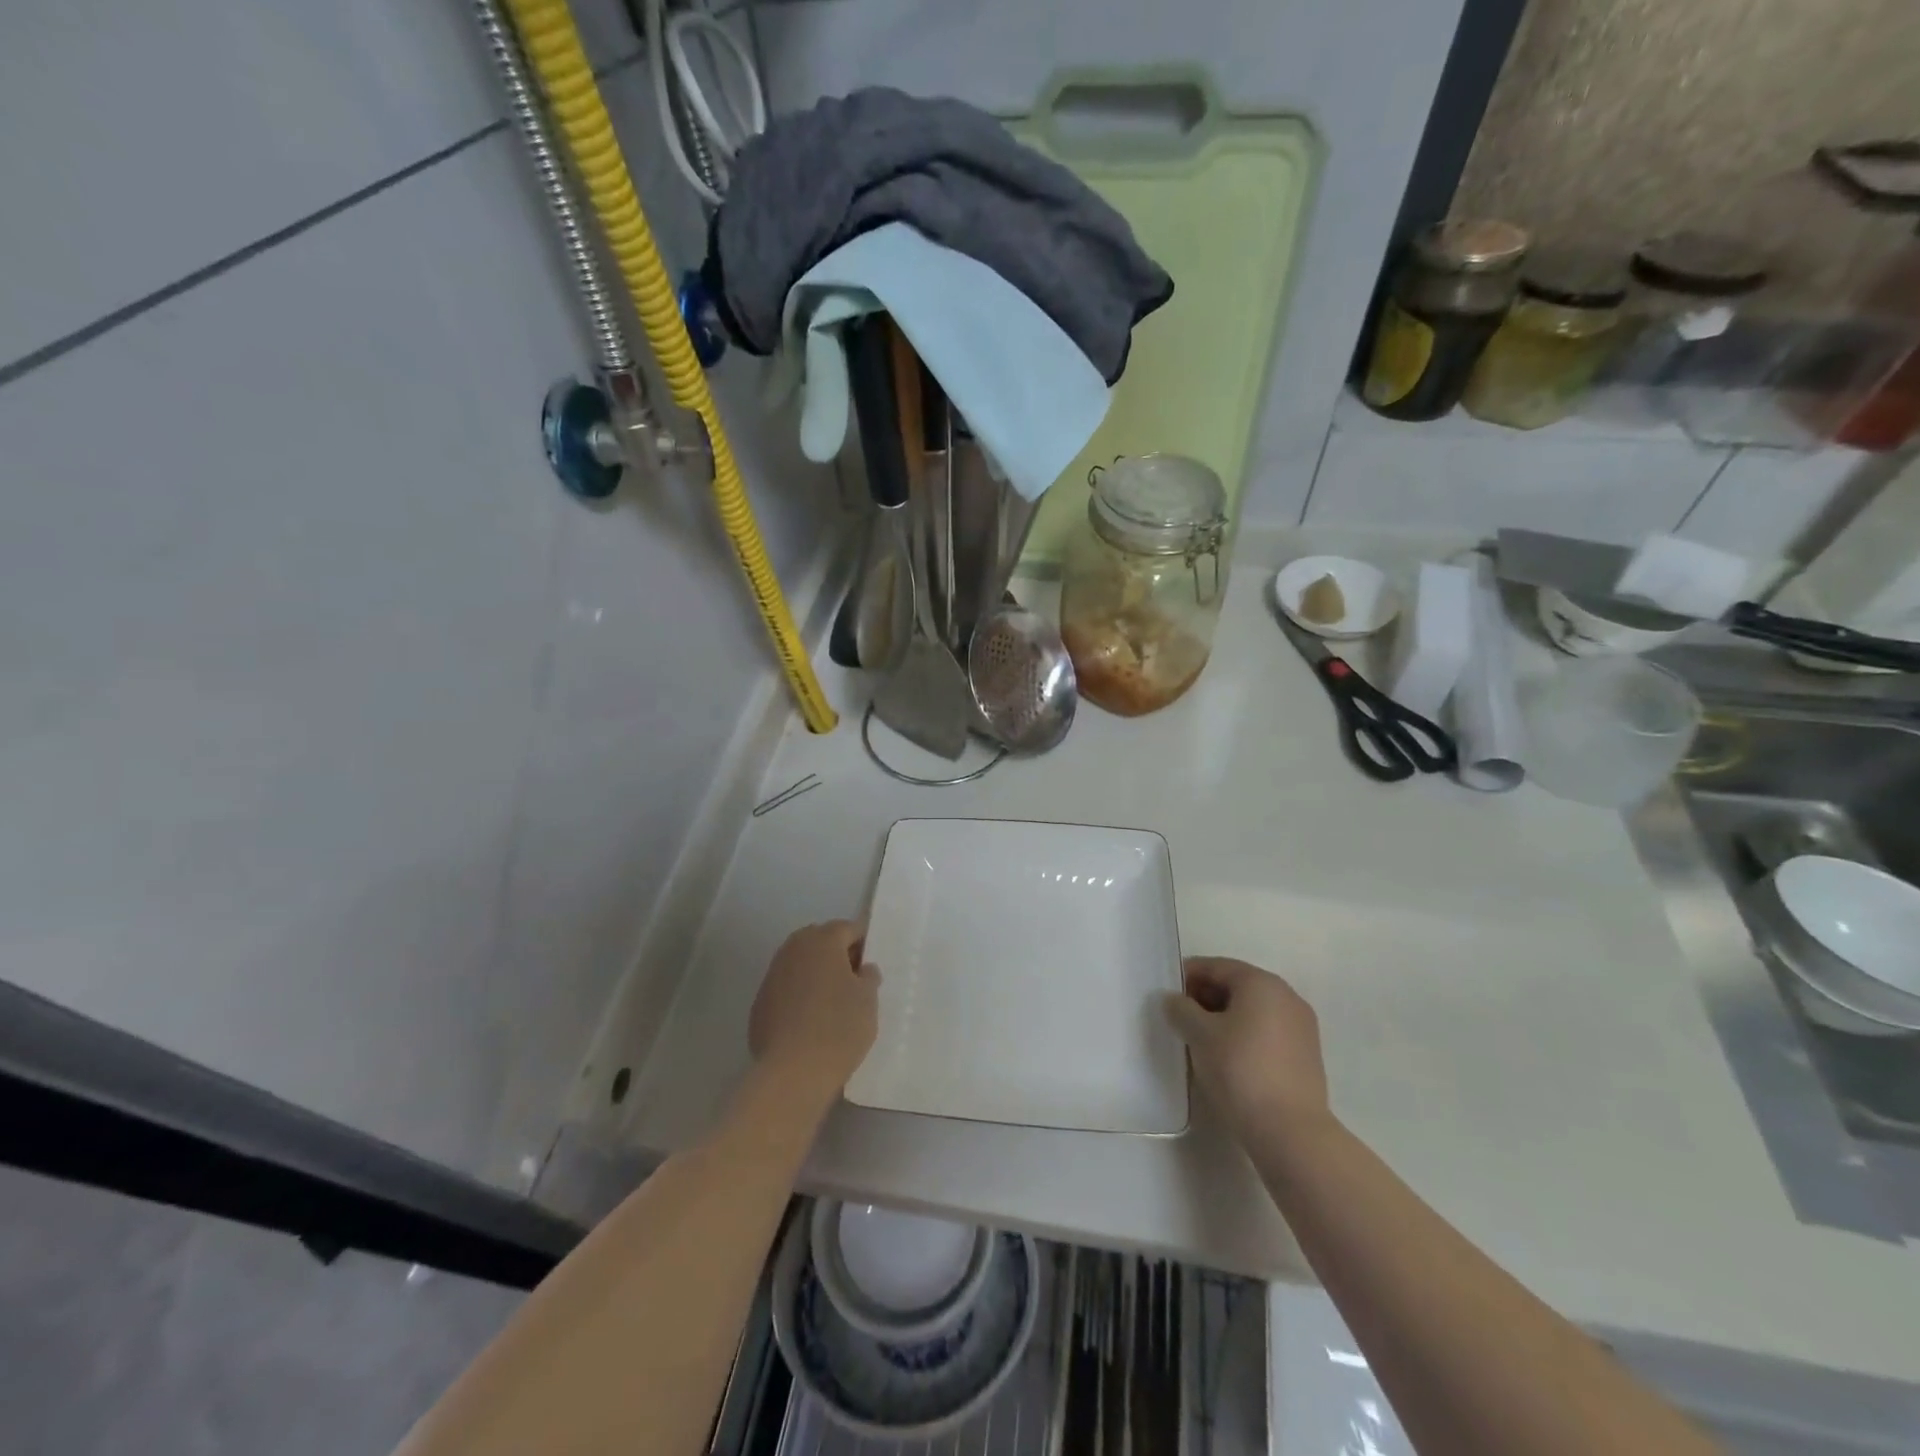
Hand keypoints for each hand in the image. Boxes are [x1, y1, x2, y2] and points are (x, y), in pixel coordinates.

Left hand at [749, 921, 880, 1099]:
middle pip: (821, 941)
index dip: (864, 942)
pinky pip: (787, 988)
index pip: (848, 928)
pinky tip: (811, 1020)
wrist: (791, 1072)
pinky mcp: (760, 1003)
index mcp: (822, 940)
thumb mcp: (868, 1000)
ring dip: (817, 974)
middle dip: (838, 954)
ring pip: (801, 964)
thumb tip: (862, 969)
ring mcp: (772, 975)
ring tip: (834, 1001)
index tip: (873, 963)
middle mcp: (793, 949)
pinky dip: (800, 995)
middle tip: (856, 980)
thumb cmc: (838, 1027)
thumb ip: (868, 977)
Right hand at [1164, 957, 1330, 1143]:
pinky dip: (1243, 1035)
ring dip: (1223, 1018)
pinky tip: (1225, 1058)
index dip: (1188, 976)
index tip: (1166, 993)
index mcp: (1262, 983)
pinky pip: (1266, 1032)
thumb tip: (1175, 1000)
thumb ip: (1181, 1009)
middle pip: (1237, 986)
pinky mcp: (1306, 1056)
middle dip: (1205, 997)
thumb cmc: (1240, 1070)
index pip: (1216, 967)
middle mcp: (1286, 997)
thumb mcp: (1199, 1034)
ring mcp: (1301, 1027)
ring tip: (1198, 1040)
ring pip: (1252, 1011)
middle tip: (1179, 1017)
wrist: (1290, 1132)